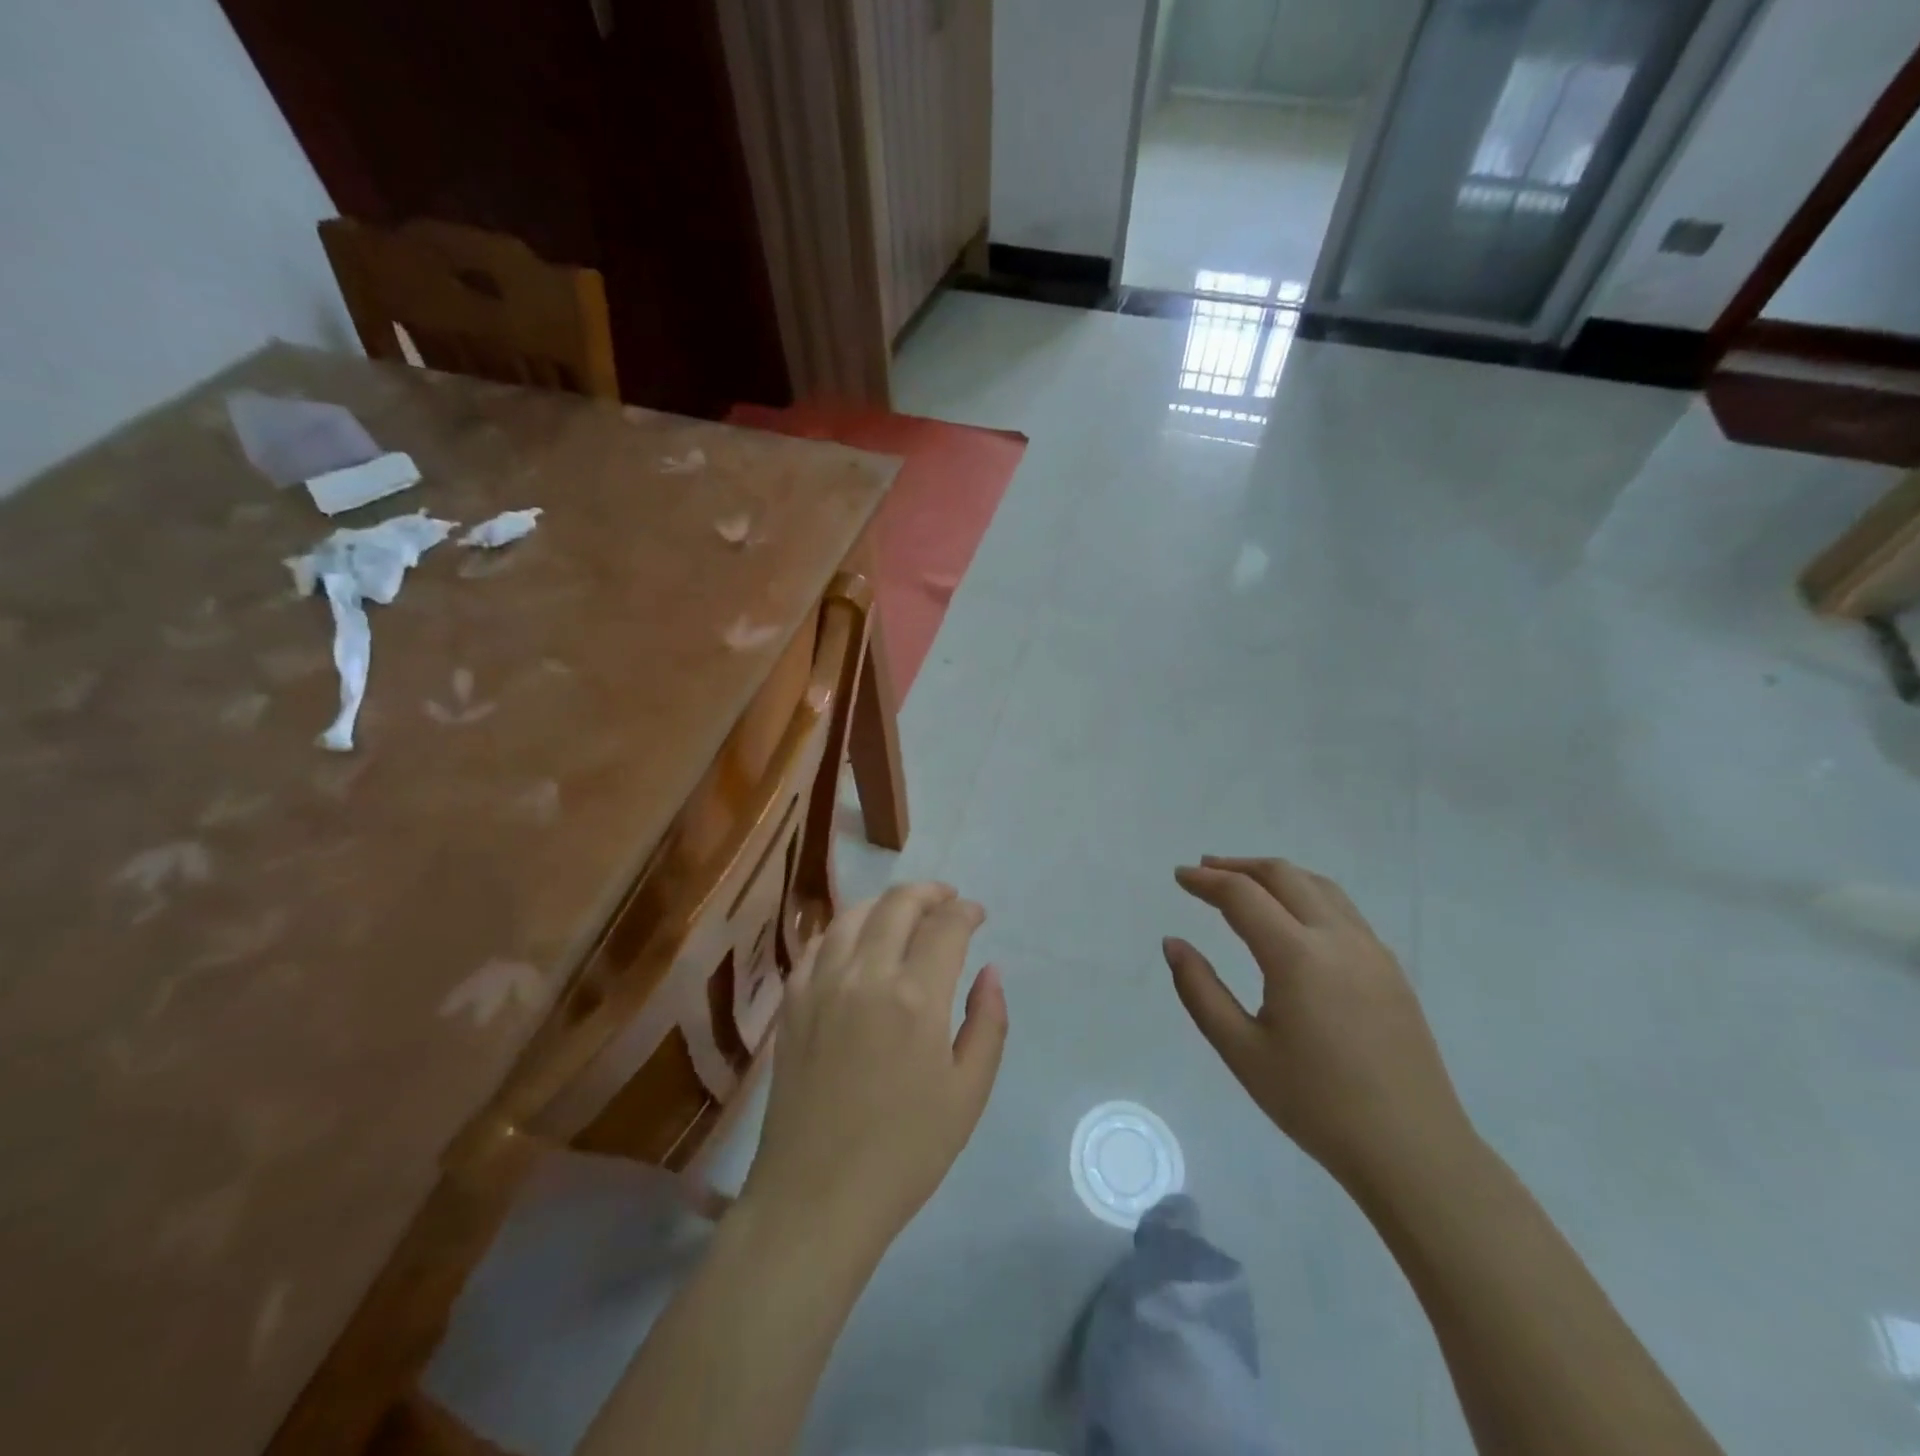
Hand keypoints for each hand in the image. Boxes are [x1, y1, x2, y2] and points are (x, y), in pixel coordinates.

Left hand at [741, 883, 1006, 1251]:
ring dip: (885, 904)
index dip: (966, 912)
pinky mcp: (792, 1003)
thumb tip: (989, 971)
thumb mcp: (968, 1093)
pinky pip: (817, 945)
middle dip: (928, 893)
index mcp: (915, 996)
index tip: (977, 915)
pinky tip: (856, 943)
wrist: (816, 1197)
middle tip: (947, 902)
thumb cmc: (905, 1152)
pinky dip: (843, 931)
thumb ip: (987, 1022)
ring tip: (904, 914)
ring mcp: (821, 985)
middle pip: (897, 905)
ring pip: (853, 915)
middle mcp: (865, 975)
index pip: (946, 926)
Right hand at [1165, 856, 1473, 1196]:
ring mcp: (1372, 950)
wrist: (1413, 1151)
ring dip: (1276, 876)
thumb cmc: (1316, 1104)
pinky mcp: (1390, 969)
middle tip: (1205, 871)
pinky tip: (1293, 919)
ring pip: (1319, 886)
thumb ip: (1200, 991)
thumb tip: (1173, 943)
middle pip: (1284, 876)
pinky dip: (1307, 895)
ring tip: (1245, 883)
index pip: (1243, 895)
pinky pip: (1343, 910)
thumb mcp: (1242, 1051)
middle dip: (1239, 866)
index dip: (1206, 881)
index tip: (1180, 875)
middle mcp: (1338, 938)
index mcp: (1298, 956)